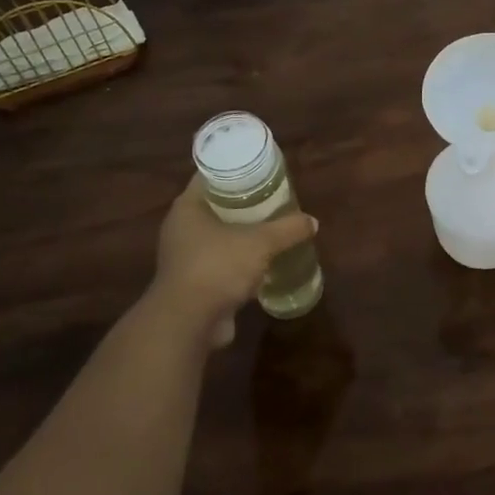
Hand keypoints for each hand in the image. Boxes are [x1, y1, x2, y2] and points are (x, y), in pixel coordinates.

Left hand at [148, 177, 317, 348]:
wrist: (188, 323)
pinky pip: (222, 263)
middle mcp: (182, 228)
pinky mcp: (194, 283)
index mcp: (188, 208)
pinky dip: (240, 262)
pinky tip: (264, 262)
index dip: (237, 171)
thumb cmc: (217, 267)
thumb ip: (288, 229)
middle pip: (217, 206)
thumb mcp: (260, 242)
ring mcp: (186, 257)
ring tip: (273, 228)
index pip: (211, 177)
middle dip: (245, 204)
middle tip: (274, 198)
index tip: (262, 171)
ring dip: (243, 235)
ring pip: (220, 237)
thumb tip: (312, 222)